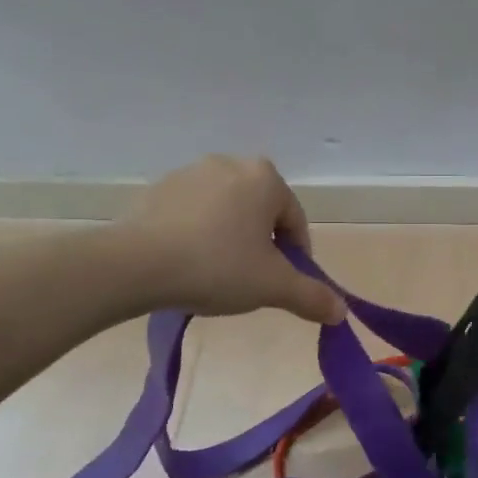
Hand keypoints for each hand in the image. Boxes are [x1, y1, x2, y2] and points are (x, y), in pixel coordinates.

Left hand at [130, 156, 344, 324]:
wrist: (136, 264)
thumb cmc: (217, 267)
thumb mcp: (272, 286)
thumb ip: (311, 296)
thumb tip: (341, 312)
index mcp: (265, 178)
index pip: (295, 222)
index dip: (296, 258)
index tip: (283, 286)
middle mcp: (230, 164)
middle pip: (261, 213)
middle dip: (261, 245)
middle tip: (250, 281)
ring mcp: (190, 173)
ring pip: (226, 212)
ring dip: (229, 238)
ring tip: (215, 275)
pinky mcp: (158, 189)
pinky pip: (192, 214)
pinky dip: (197, 235)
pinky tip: (186, 263)